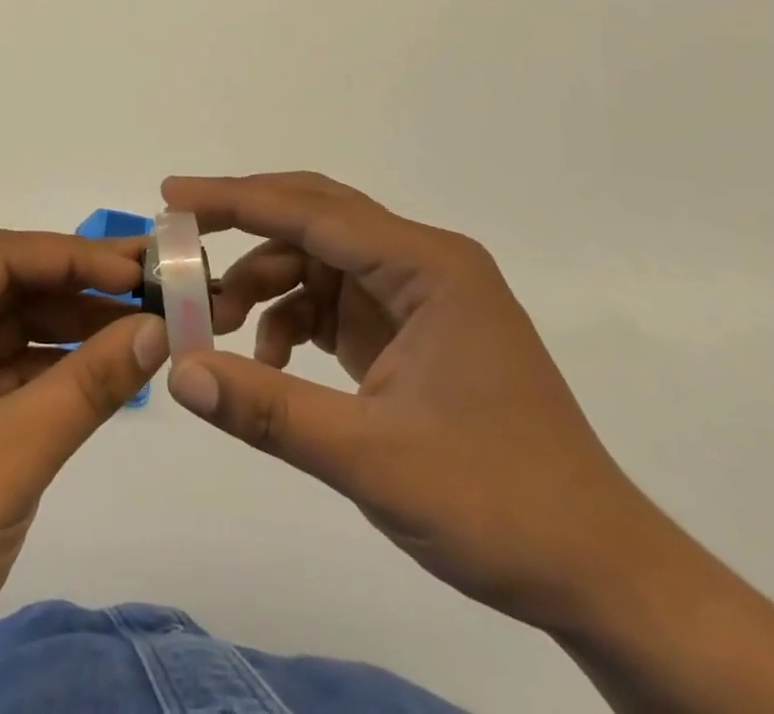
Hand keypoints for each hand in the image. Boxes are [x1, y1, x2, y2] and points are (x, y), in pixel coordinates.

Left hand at [0, 230, 168, 712]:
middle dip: (79, 289)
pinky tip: (104, 371)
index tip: (143, 266)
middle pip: (6, 286)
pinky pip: (1, 369)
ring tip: (143, 327)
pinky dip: (50, 370)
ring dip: (70, 330)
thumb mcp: (11, 452)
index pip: (1, 257)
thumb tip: (159, 329)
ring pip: (7, 327)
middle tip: (155, 289)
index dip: (77, 256)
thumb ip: (89, 383)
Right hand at [169, 173, 773, 713]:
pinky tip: (268, 361)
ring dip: (261, 283)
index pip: (312, 211)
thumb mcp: (373, 459)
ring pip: (315, 260)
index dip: (235, 199)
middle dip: (242, 226)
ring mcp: (416, 296)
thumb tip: (179, 371)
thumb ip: (269, 411)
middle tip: (178, 239)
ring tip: (216, 326)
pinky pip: (331, 300)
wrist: (602, 577)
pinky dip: (289, 318)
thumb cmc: (499, 505)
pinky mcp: (408, 330)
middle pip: (313, 217)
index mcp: (428, 266)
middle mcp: (422, 263)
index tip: (171, 195)